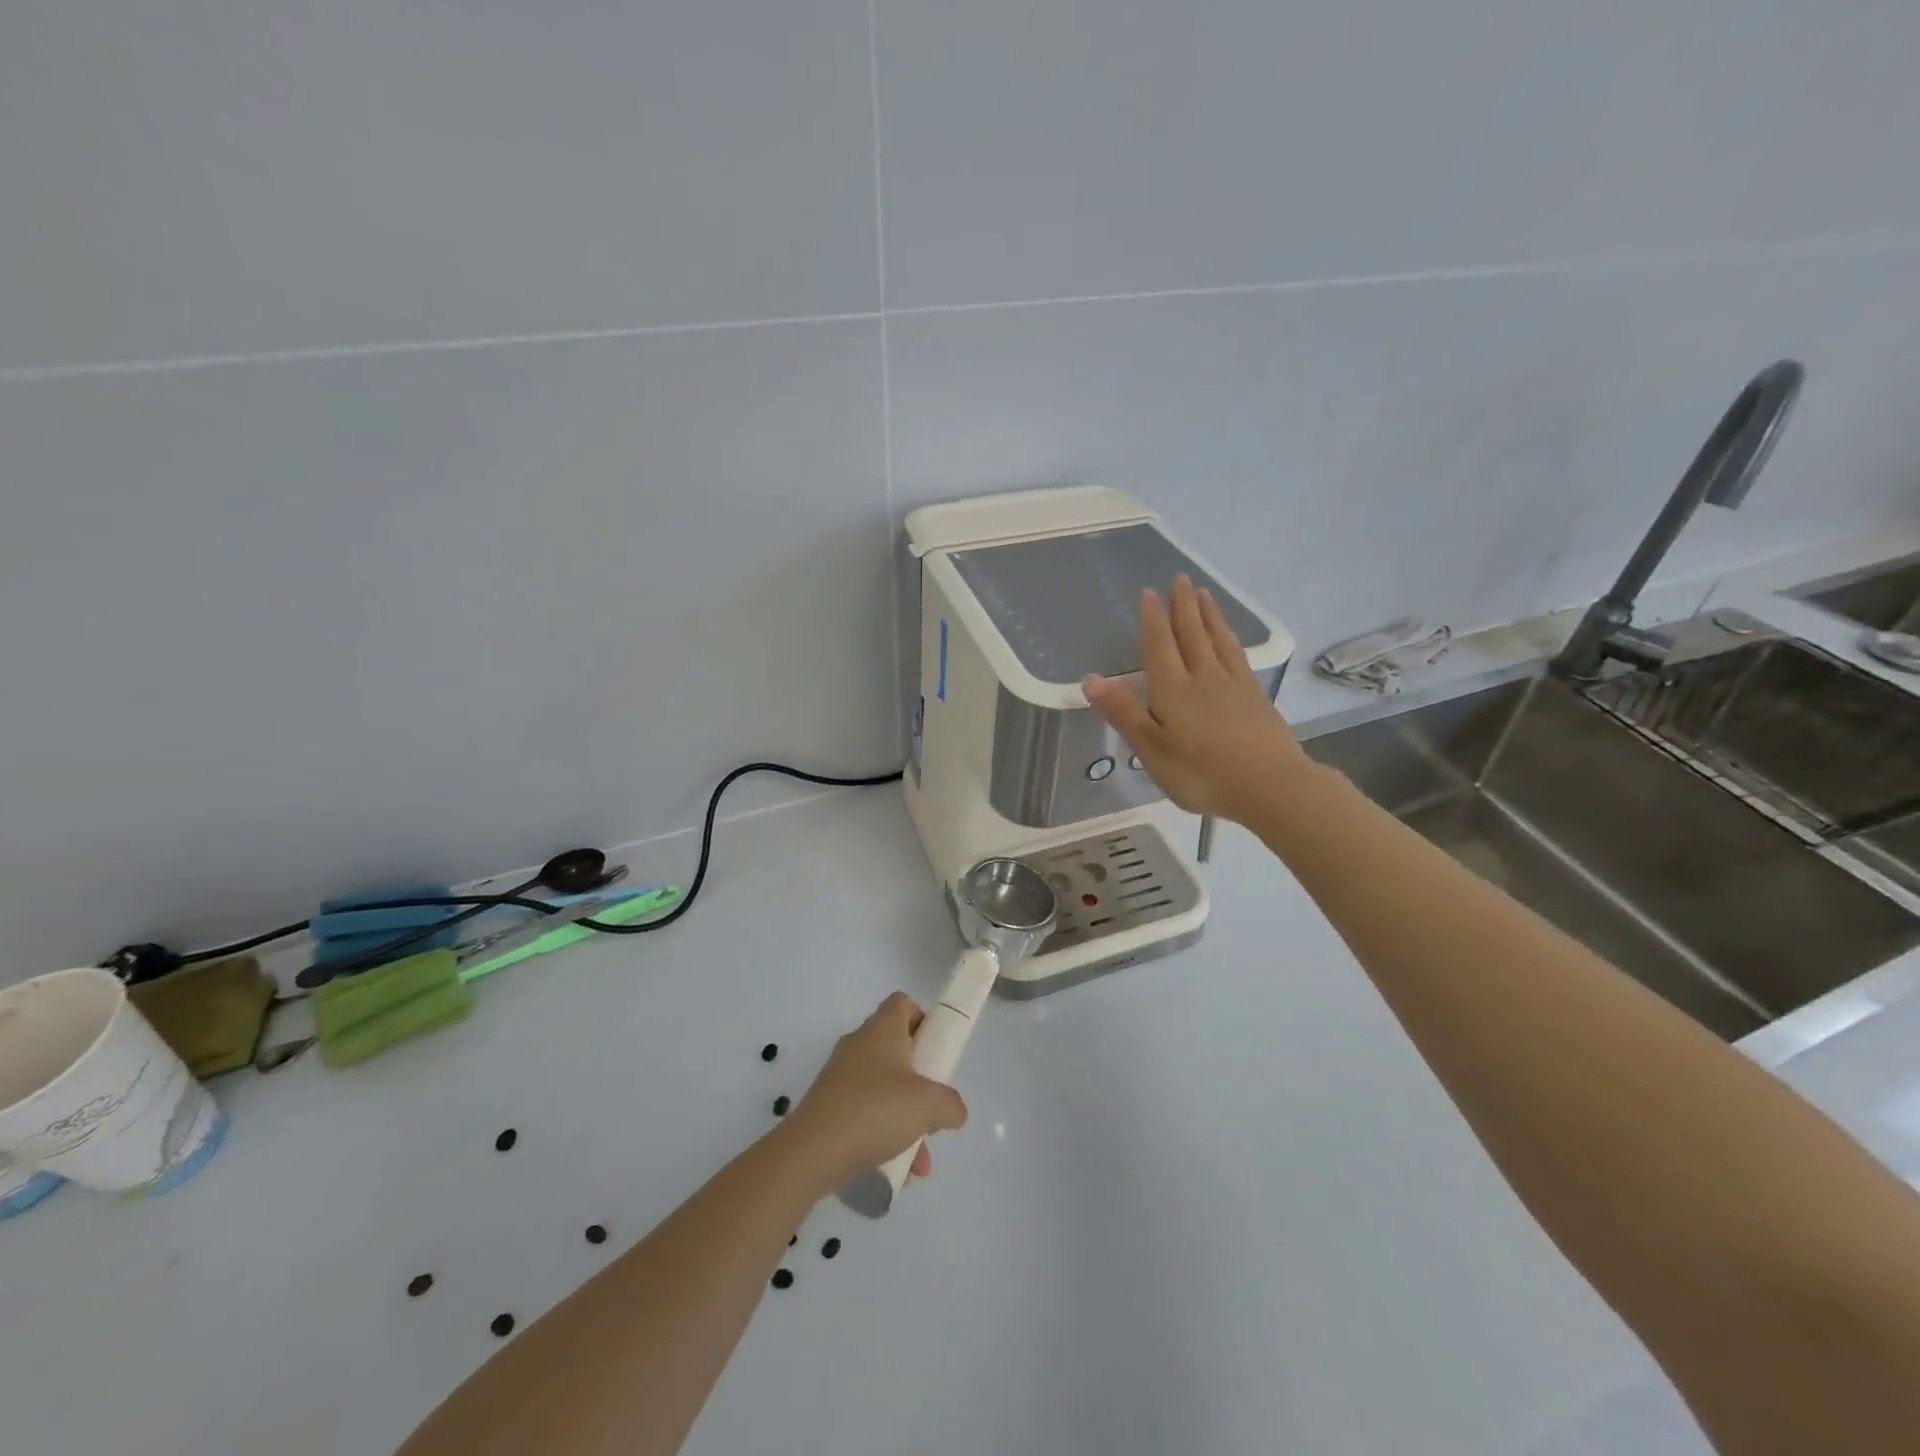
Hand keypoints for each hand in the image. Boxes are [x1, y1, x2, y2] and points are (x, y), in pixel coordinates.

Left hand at [784, 993, 968, 1191]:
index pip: (903, 1004)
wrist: (812, 1152)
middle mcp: (859, 1045)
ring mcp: (840, 1076)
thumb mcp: (930, 1105)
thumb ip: (951, 1104)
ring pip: (883, 1089)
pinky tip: (895, 1171)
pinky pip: (865, 1114)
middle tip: (933, 1107)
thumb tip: (954, 1110)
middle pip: (896, 1050)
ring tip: (919, 1160)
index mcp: (881, 1029)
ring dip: (905, 1119)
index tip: (937, 1051)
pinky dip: (882, 1136)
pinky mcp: (828, 1107)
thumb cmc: (876, 1110)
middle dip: (920, 1082)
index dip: (924, 1020)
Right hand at [1085, 574, 1307, 822]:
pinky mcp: (1256, 697)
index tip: (1149, 592)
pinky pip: (1238, 656)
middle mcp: (1203, 677)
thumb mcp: (1152, 750)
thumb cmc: (1202, 773)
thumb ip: (1123, 712)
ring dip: (1208, 615)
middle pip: (1191, 634)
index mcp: (1173, 690)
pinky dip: (1230, 639)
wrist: (1270, 786)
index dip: (1152, 619)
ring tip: (1203, 594)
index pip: (1159, 646)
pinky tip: (1230, 637)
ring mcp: (1234, 685)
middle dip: (1183, 606)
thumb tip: (1090, 678)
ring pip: (1217, 640)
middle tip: (1180, 578)